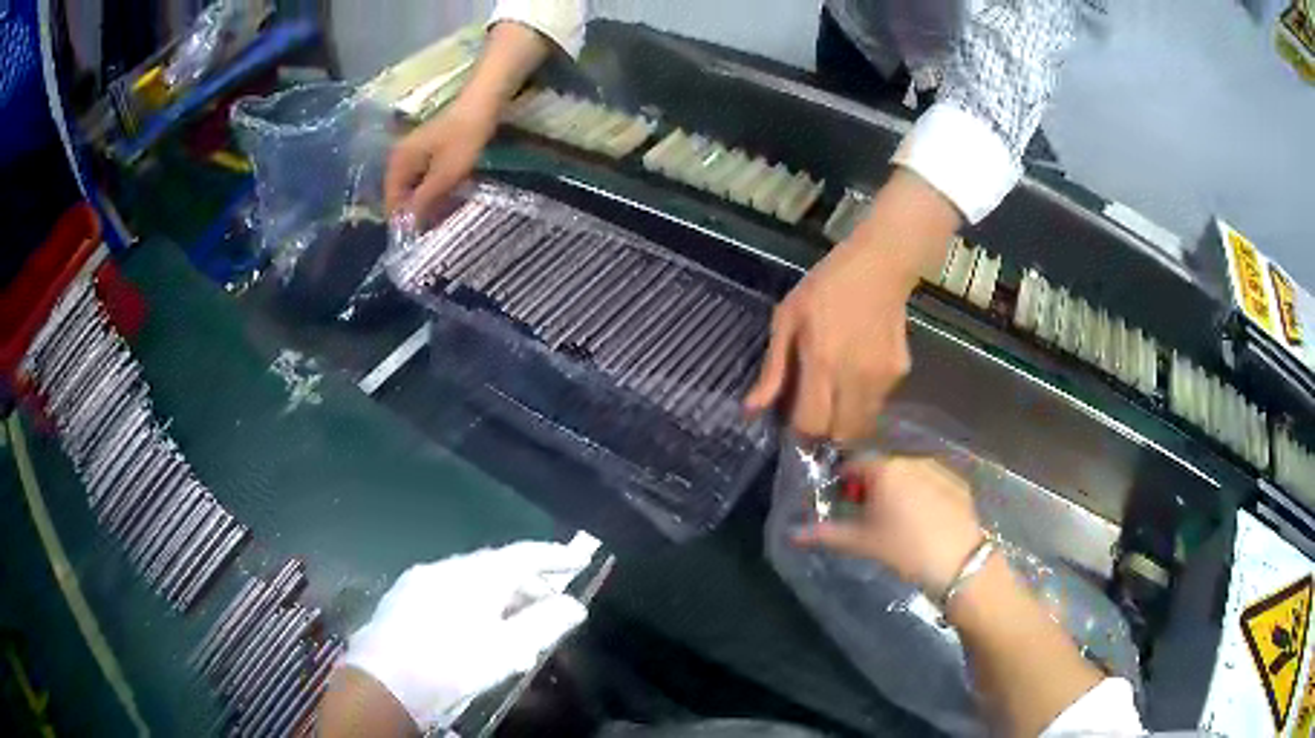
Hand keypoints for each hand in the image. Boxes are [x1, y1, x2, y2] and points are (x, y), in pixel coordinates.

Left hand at [337, 542, 589, 732]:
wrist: (384, 681)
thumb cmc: (452, 664)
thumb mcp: (507, 650)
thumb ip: (544, 624)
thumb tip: (574, 605)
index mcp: (475, 575)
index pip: (522, 555)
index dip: (553, 557)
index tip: (578, 560)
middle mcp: (447, 567)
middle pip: (496, 566)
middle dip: (527, 583)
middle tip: (551, 605)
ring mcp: (420, 580)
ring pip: (471, 578)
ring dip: (499, 594)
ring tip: (516, 621)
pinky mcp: (403, 597)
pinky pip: (449, 589)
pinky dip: (473, 601)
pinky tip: (475, 626)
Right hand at [384, 97, 498, 225]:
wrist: (483, 104)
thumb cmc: (462, 139)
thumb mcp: (444, 176)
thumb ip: (424, 201)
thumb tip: (407, 225)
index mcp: (398, 162)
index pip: (391, 200)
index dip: (401, 219)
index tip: (415, 237)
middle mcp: (401, 156)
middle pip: (401, 193)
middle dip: (414, 211)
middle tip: (430, 230)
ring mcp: (415, 151)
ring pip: (414, 185)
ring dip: (425, 201)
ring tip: (440, 217)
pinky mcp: (430, 148)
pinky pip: (425, 175)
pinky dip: (433, 188)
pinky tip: (448, 197)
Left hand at [745, 238, 916, 441]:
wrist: (880, 266)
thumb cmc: (826, 287)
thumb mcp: (788, 318)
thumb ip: (773, 369)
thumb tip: (751, 411)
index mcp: (823, 362)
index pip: (812, 425)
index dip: (800, 431)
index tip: (793, 420)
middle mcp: (856, 377)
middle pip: (841, 434)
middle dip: (825, 432)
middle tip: (815, 411)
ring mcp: (883, 377)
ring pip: (862, 424)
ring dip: (846, 419)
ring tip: (836, 392)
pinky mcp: (901, 373)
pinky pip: (878, 403)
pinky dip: (864, 401)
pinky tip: (857, 372)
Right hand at [797, 457, 982, 597]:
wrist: (958, 560)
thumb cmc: (904, 548)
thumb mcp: (862, 542)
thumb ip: (827, 533)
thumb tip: (793, 533)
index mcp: (885, 469)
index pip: (854, 464)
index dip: (845, 482)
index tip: (843, 503)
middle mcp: (911, 459)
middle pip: (883, 467)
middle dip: (872, 486)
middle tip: (868, 517)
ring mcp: (938, 468)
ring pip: (909, 473)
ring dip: (899, 489)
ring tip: (899, 520)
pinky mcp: (958, 482)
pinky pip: (932, 482)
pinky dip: (923, 494)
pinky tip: (925, 521)